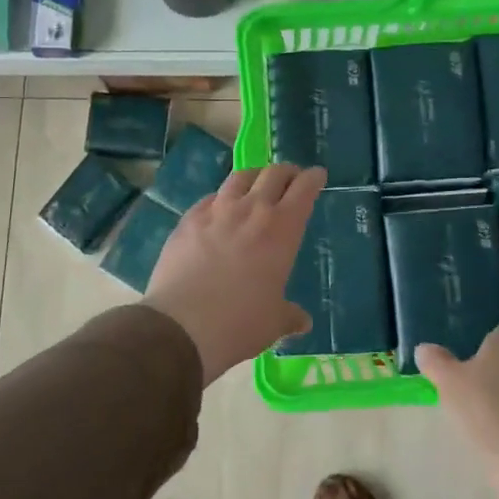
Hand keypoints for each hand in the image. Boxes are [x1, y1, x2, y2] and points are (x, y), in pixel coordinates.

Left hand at [145, 163, 324, 385]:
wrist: (181, 326)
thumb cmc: (240, 323)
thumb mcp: (274, 322)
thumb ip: (290, 316)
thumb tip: (303, 322)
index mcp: (282, 229)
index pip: (304, 189)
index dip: (313, 178)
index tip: (317, 175)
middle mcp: (251, 210)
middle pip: (273, 174)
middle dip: (286, 172)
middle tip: (291, 179)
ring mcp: (216, 211)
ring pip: (240, 177)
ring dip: (254, 176)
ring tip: (256, 183)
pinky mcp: (188, 219)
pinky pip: (210, 198)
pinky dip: (222, 197)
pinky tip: (219, 209)